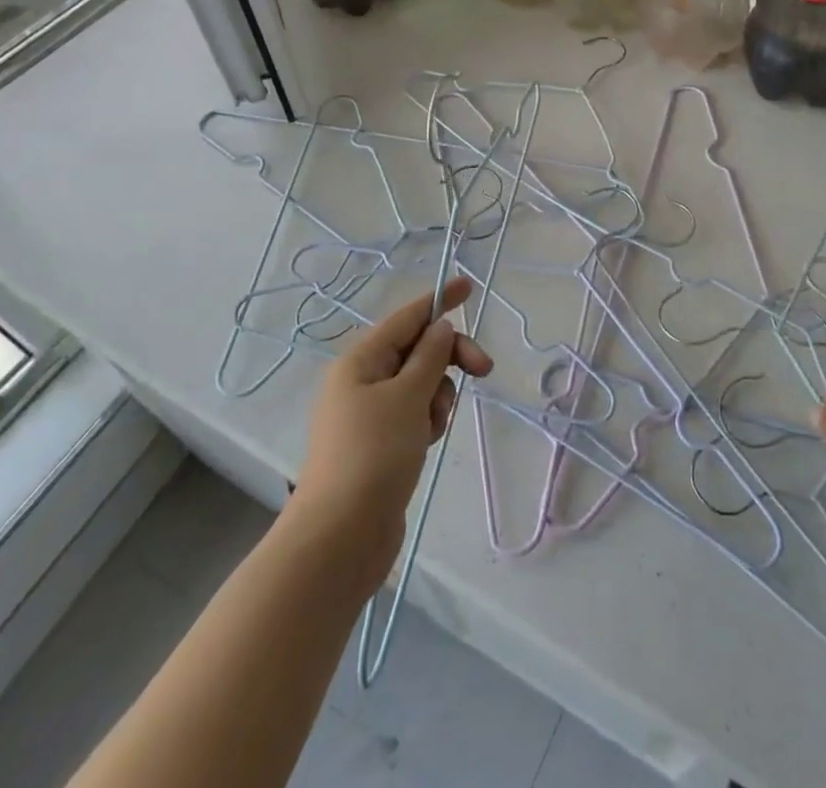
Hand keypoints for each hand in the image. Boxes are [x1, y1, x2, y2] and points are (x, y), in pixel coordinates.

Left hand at [293, 279, 492, 590]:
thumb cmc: (373, 455)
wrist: (340, 538)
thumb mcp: (407, 397)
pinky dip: (428, 419)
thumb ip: (430, 357)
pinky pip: (415, 413)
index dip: (439, 300)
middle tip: (484, 370)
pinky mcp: (380, 443)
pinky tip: (427, 442)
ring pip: (421, 384)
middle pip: (418, 350)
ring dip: (438, 396)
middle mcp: (362, 380)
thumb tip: (441, 327)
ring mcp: (370, 413)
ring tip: (432, 426)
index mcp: (361, 360)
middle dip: (449, 358)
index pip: (407, 317)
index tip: (470, 287)